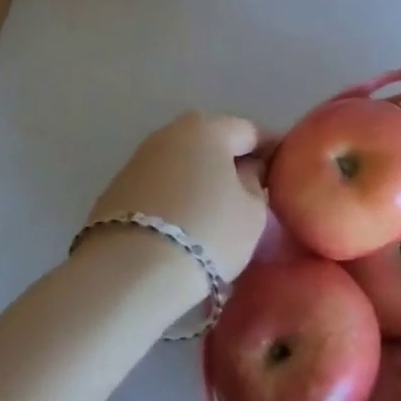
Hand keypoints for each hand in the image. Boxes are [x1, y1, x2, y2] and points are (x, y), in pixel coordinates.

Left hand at [84, 113, 271, 296]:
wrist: (128, 273)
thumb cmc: (206, 233)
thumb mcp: (252, 213)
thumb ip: (256, 184)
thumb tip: (246, 173)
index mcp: (209, 127)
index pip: (251, 131)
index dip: (272, 150)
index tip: (284, 171)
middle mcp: (171, 132)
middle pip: (213, 142)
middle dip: (233, 162)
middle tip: (252, 192)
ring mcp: (139, 158)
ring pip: (184, 163)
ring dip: (201, 179)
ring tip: (216, 211)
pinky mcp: (116, 188)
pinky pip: (161, 185)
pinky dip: (176, 197)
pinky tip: (184, 224)